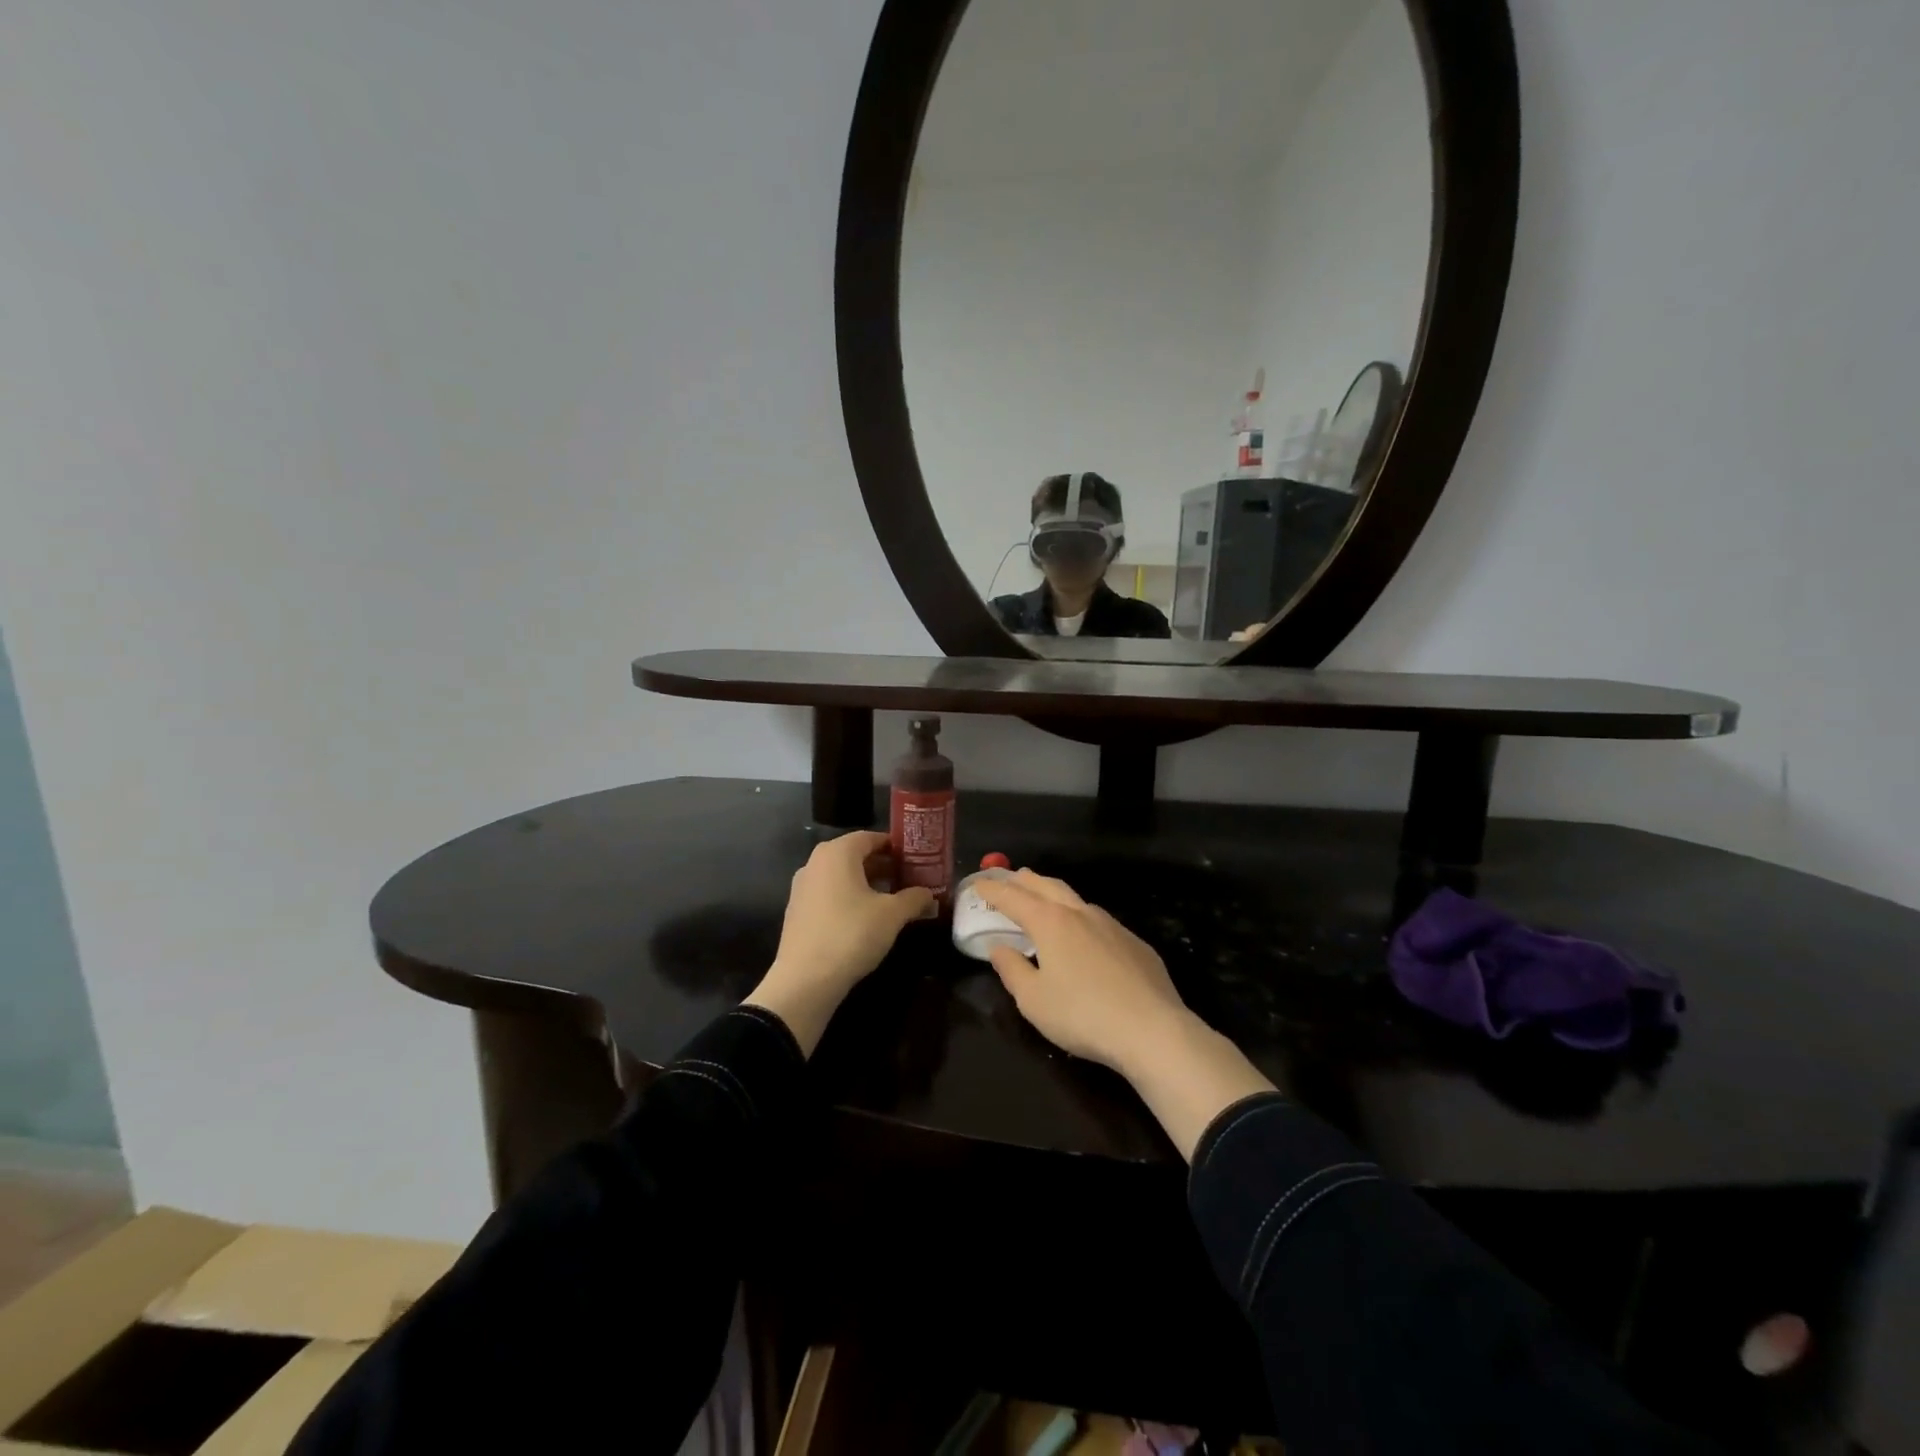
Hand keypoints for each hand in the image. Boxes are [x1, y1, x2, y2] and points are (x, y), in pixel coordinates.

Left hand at [745, 830, 933, 1054]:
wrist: (805, 980)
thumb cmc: (852, 934)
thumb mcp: (892, 915)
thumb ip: (914, 898)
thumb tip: (928, 895)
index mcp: (837, 853)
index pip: (871, 837)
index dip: (895, 847)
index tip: (915, 859)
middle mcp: (815, 862)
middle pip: (855, 855)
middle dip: (882, 866)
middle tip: (908, 879)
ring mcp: (802, 887)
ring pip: (841, 876)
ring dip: (866, 884)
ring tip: (891, 900)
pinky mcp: (797, 911)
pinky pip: (828, 894)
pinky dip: (848, 899)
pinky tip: (864, 919)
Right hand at [972, 870, 1191, 1073]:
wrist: (1152, 1029)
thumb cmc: (1083, 1015)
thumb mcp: (1033, 1000)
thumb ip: (1012, 970)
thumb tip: (999, 948)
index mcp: (1050, 922)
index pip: (1013, 898)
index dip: (993, 890)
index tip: (978, 885)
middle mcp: (1080, 913)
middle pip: (1047, 886)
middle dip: (1025, 880)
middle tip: (1012, 878)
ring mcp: (1112, 925)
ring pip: (1076, 899)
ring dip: (1055, 894)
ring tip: (1045, 901)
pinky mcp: (1135, 943)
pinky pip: (1100, 921)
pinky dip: (1081, 918)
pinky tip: (1084, 937)